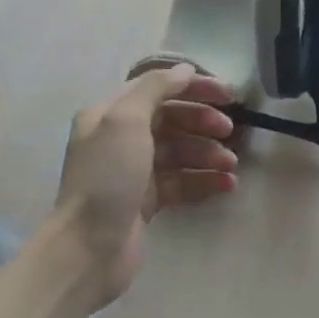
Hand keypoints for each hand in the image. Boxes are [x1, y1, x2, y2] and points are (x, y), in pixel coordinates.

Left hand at [52, 63, 237, 305]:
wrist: (88, 248)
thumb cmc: (108, 176)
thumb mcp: (126, 120)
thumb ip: (156, 89)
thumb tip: (185, 70)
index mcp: (110, 113)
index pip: (158, 89)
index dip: (194, 88)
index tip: (228, 95)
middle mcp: (120, 138)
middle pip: (172, 119)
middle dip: (203, 122)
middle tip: (230, 132)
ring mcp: (134, 171)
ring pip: (180, 152)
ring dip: (209, 154)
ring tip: (231, 165)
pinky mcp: (146, 201)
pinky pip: (182, 181)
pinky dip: (204, 180)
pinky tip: (227, 185)